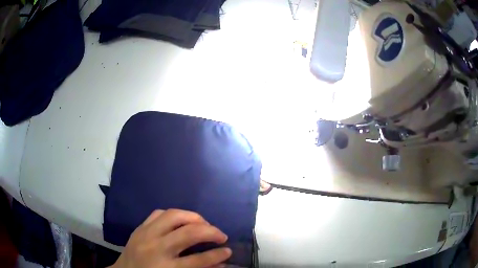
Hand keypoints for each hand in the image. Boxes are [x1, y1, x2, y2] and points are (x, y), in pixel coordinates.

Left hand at [111, 209, 231, 267]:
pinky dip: (174, 215)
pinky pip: (159, 213)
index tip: (228, 251)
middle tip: (221, 235)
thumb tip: (221, 263)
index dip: (217, 255)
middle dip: (211, 231)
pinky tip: (181, 221)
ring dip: (194, 217)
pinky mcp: (139, 227)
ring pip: (173, 216)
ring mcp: (146, 235)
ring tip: (204, 224)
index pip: (198, 260)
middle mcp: (156, 249)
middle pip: (188, 233)